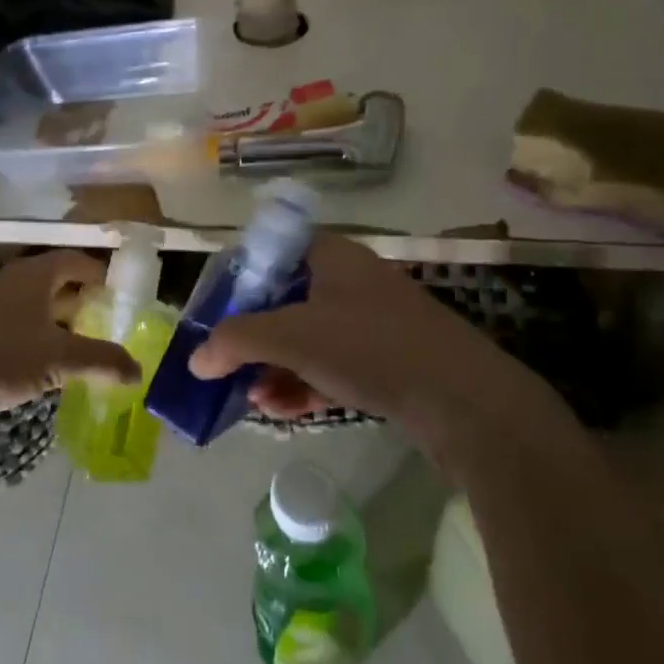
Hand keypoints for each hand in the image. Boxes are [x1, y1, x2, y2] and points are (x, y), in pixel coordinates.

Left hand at [0, 250, 140, 428]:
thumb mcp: (59, 360)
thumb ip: (102, 361)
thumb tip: (139, 370)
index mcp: (34, 275)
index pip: (77, 260)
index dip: (102, 274)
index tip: (123, 295)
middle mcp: (13, 282)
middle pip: (57, 282)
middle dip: (84, 301)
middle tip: (110, 324)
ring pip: (36, 308)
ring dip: (60, 324)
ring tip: (85, 349)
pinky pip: (18, 328)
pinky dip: (38, 340)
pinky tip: (48, 368)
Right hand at [188, 233, 555, 454]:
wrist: (467, 402)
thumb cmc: (371, 348)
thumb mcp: (293, 337)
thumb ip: (236, 341)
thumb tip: (196, 360)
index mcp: (332, 256)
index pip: (271, 253)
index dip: (238, 280)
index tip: (214, 313)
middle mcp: (352, 282)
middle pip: (286, 301)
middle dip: (252, 337)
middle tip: (226, 364)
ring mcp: (374, 323)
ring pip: (308, 339)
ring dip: (274, 367)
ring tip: (249, 399)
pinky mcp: (389, 361)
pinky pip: (333, 366)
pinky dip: (304, 384)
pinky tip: (280, 411)